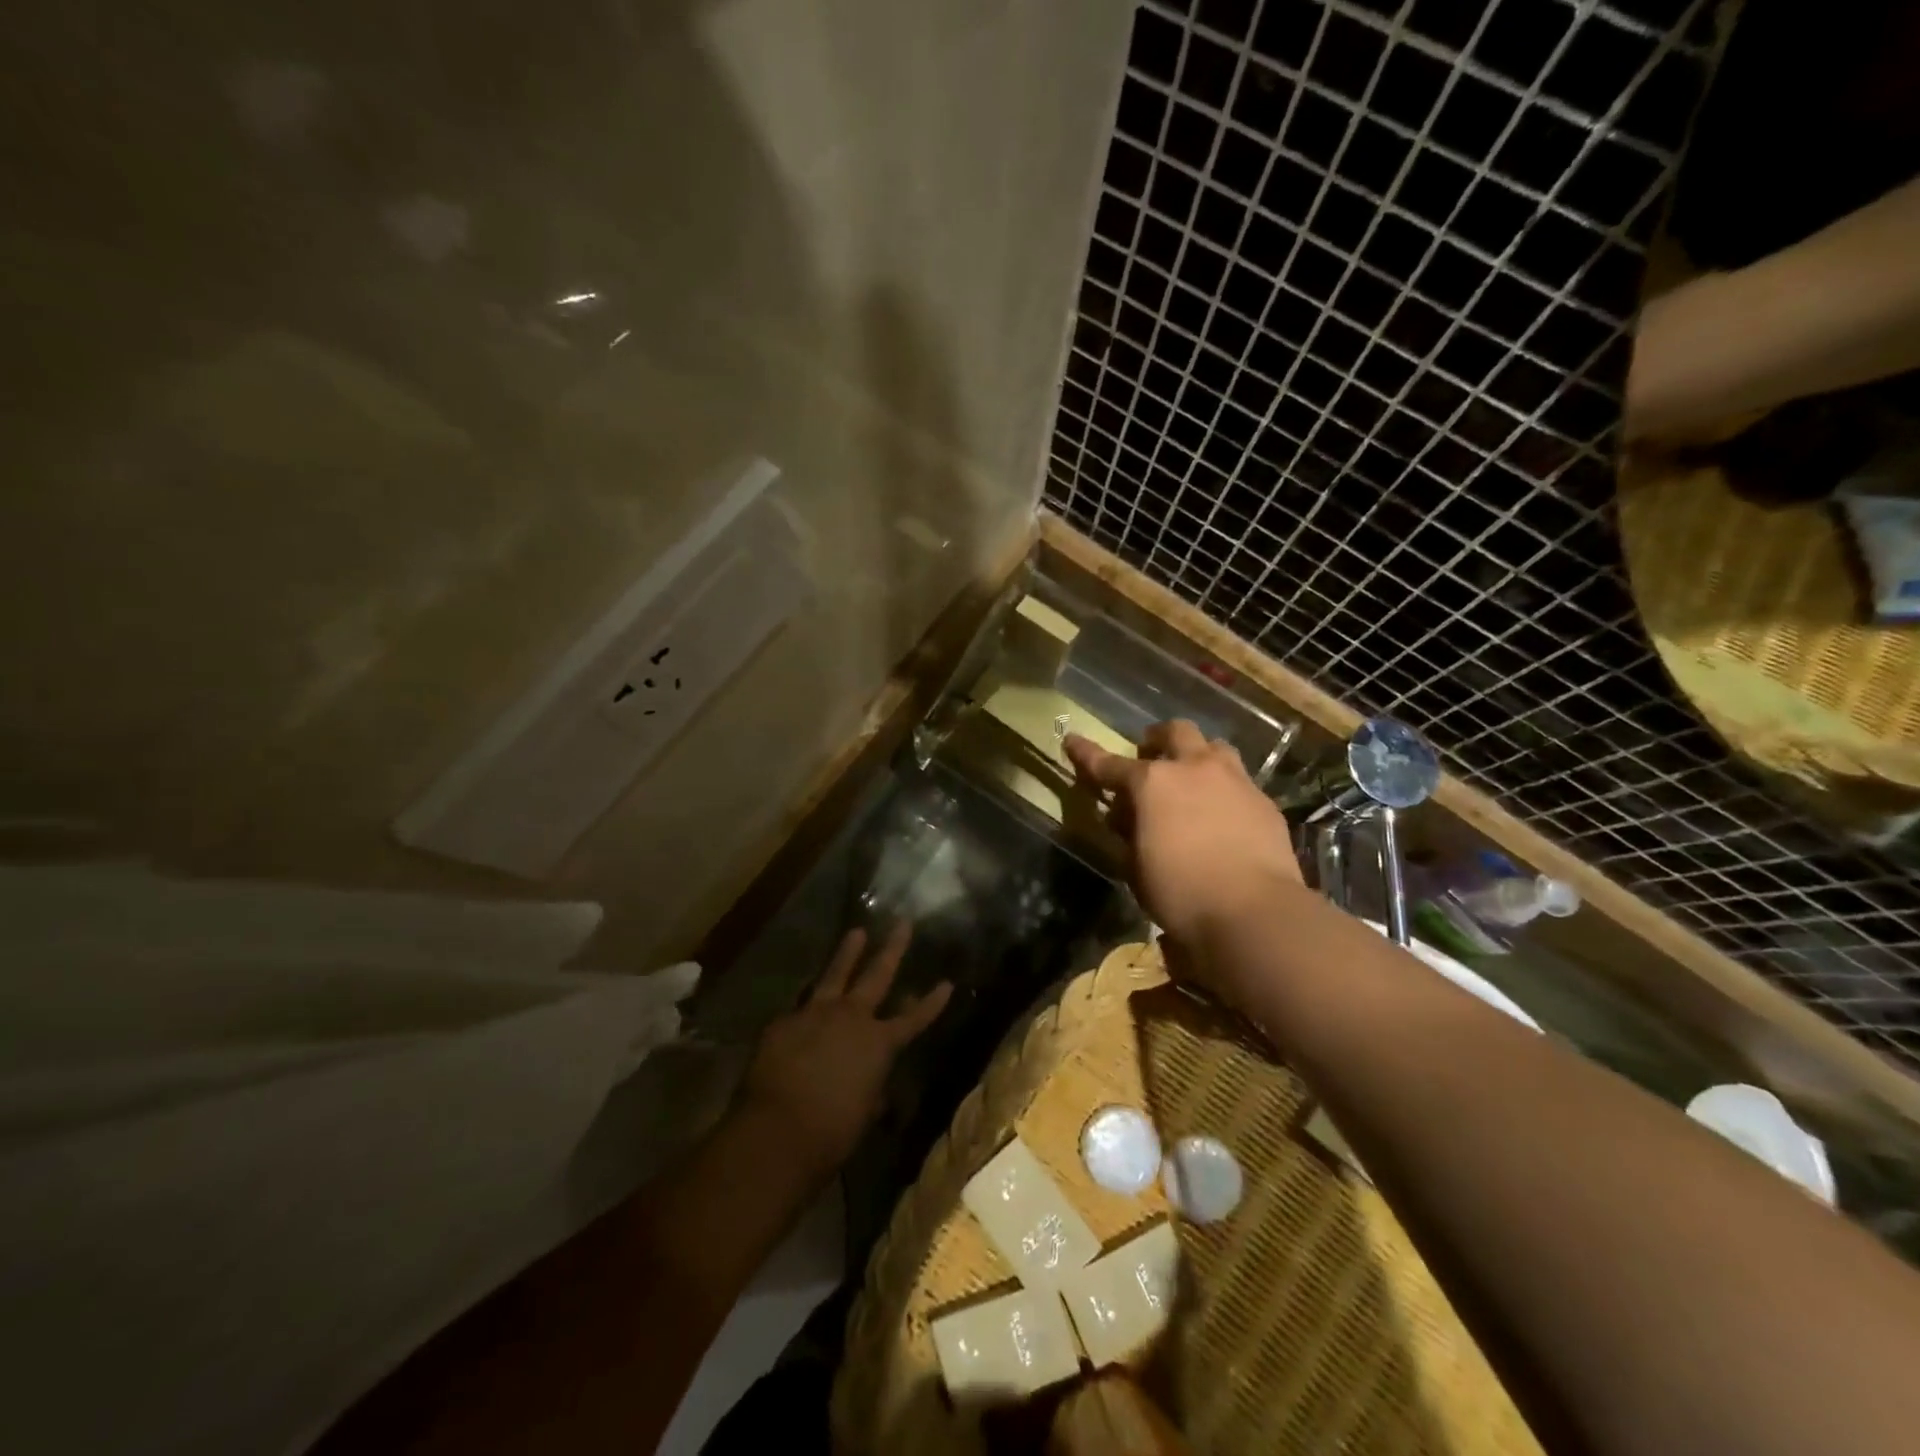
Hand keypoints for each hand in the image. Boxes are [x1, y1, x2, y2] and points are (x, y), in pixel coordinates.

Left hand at [737, 923, 951, 1178]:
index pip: (914, 1018)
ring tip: (856, 932)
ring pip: (835, 973)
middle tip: (902, 923)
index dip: (932, 1002)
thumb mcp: (863, 1110)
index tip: (947, 982)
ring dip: (847, 952)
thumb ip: (870, 1088)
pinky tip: (801, 1009)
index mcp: (879, 1043)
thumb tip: (869, 1084)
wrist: (778, 1130)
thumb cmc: (832, 1131)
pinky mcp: (784, 1021)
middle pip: (876, 974)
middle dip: (892, 948)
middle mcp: (852, 1017)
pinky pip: (799, 1007)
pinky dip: (805, 1007)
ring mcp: (815, 1013)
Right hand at [1065, 720, 1303, 989]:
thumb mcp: (1137, 867)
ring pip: (1215, 748)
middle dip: (1158, 739)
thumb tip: (1131, 820)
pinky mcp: (1264, 802)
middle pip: (1175, 732)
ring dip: (1198, 757)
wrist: (1254, 912)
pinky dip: (1225, 790)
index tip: (1072, 740)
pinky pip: (1240, 782)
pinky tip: (1223, 816)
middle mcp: (1194, 768)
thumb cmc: (1180, 892)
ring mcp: (1235, 780)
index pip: (1109, 763)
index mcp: (1152, 783)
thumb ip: (1131, 834)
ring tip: (1192, 781)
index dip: (1086, 754)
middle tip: (1150, 757)